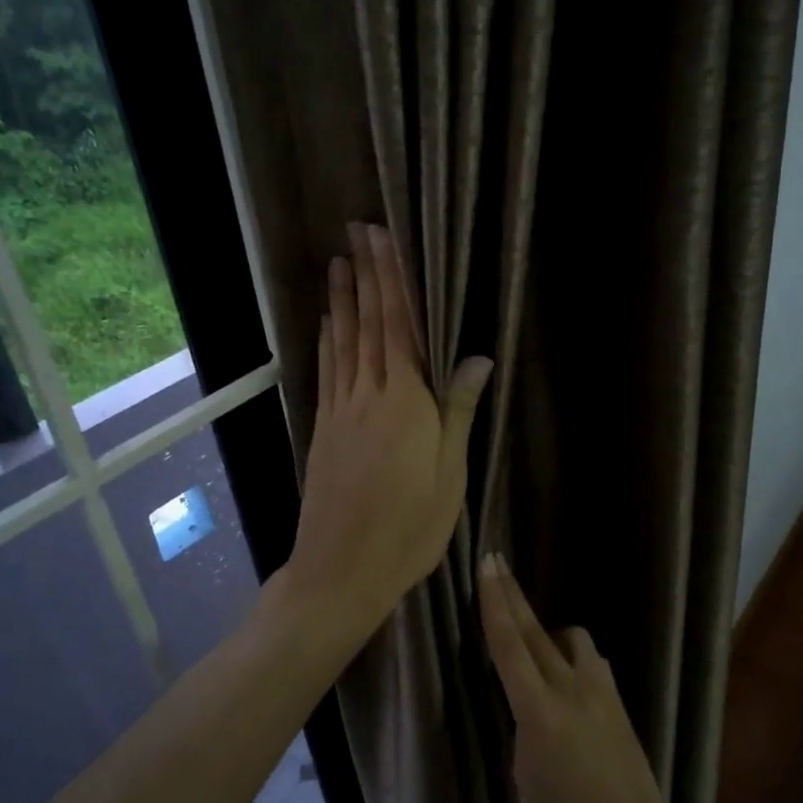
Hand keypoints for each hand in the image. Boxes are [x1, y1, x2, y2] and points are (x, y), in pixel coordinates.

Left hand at [284, 223, 491, 645]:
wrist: (342, 569)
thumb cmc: (409, 527)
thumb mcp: (449, 474)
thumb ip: (458, 410)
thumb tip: (478, 356)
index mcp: (405, 402)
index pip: (398, 326)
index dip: (390, 280)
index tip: (381, 239)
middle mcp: (368, 396)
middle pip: (366, 325)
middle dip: (364, 275)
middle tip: (355, 233)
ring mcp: (340, 412)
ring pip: (342, 343)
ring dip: (342, 300)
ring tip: (338, 264)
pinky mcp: (324, 430)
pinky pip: (327, 372)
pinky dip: (327, 341)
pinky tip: (326, 324)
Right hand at [478, 555, 674, 802]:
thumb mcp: (526, 773)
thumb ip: (526, 724)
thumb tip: (533, 701)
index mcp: (538, 711)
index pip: (509, 646)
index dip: (495, 603)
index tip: (488, 567)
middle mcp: (569, 688)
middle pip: (534, 630)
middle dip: (513, 594)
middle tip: (497, 561)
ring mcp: (599, 689)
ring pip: (570, 638)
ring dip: (549, 634)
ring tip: (539, 651)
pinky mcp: (617, 698)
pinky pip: (590, 661)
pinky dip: (573, 659)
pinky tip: (570, 681)